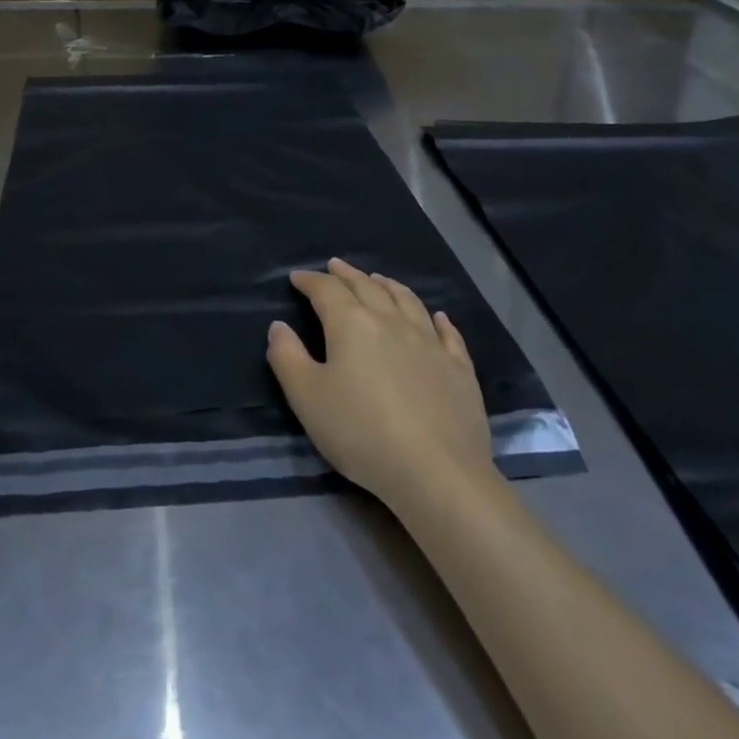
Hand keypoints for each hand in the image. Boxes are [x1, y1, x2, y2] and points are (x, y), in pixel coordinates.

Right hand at [268, 258, 491, 514]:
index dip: (310, 280)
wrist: (437, 472)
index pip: (326, 290)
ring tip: (378, 279)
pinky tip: (438, 317)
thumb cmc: (362, 433)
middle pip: (367, 287)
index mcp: (352, 324)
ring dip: (388, 285)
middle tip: (335, 266)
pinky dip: (439, 320)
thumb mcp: (307, 398)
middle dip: (347, 274)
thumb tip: (278, 326)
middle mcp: (391, 322)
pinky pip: (448, 334)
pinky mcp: (459, 369)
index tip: (297, 277)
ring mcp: (430, 343)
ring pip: (407, 301)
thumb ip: (287, 358)